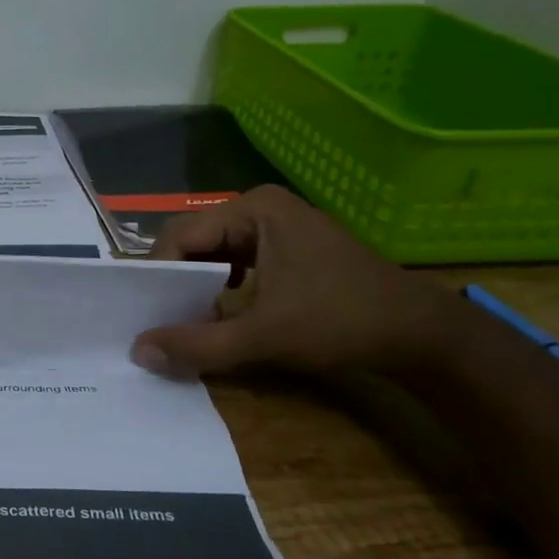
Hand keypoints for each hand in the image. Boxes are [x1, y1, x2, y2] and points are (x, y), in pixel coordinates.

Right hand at [131, 185, 458, 376]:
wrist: (420, 334)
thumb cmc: (341, 322)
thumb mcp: (263, 336)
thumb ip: (197, 344)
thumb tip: (138, 351)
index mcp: (252, 209)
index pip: (180, 236)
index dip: (155, 274)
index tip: (142, 314)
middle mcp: (259, 207)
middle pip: (194, 241)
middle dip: (173, 280)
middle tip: (156, 319)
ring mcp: (276, 225)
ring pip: (212, 253)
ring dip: (194, 286)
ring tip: (181, 319)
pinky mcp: (287, 247)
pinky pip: (234, 261)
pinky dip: (218, 286)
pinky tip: (217, 313)